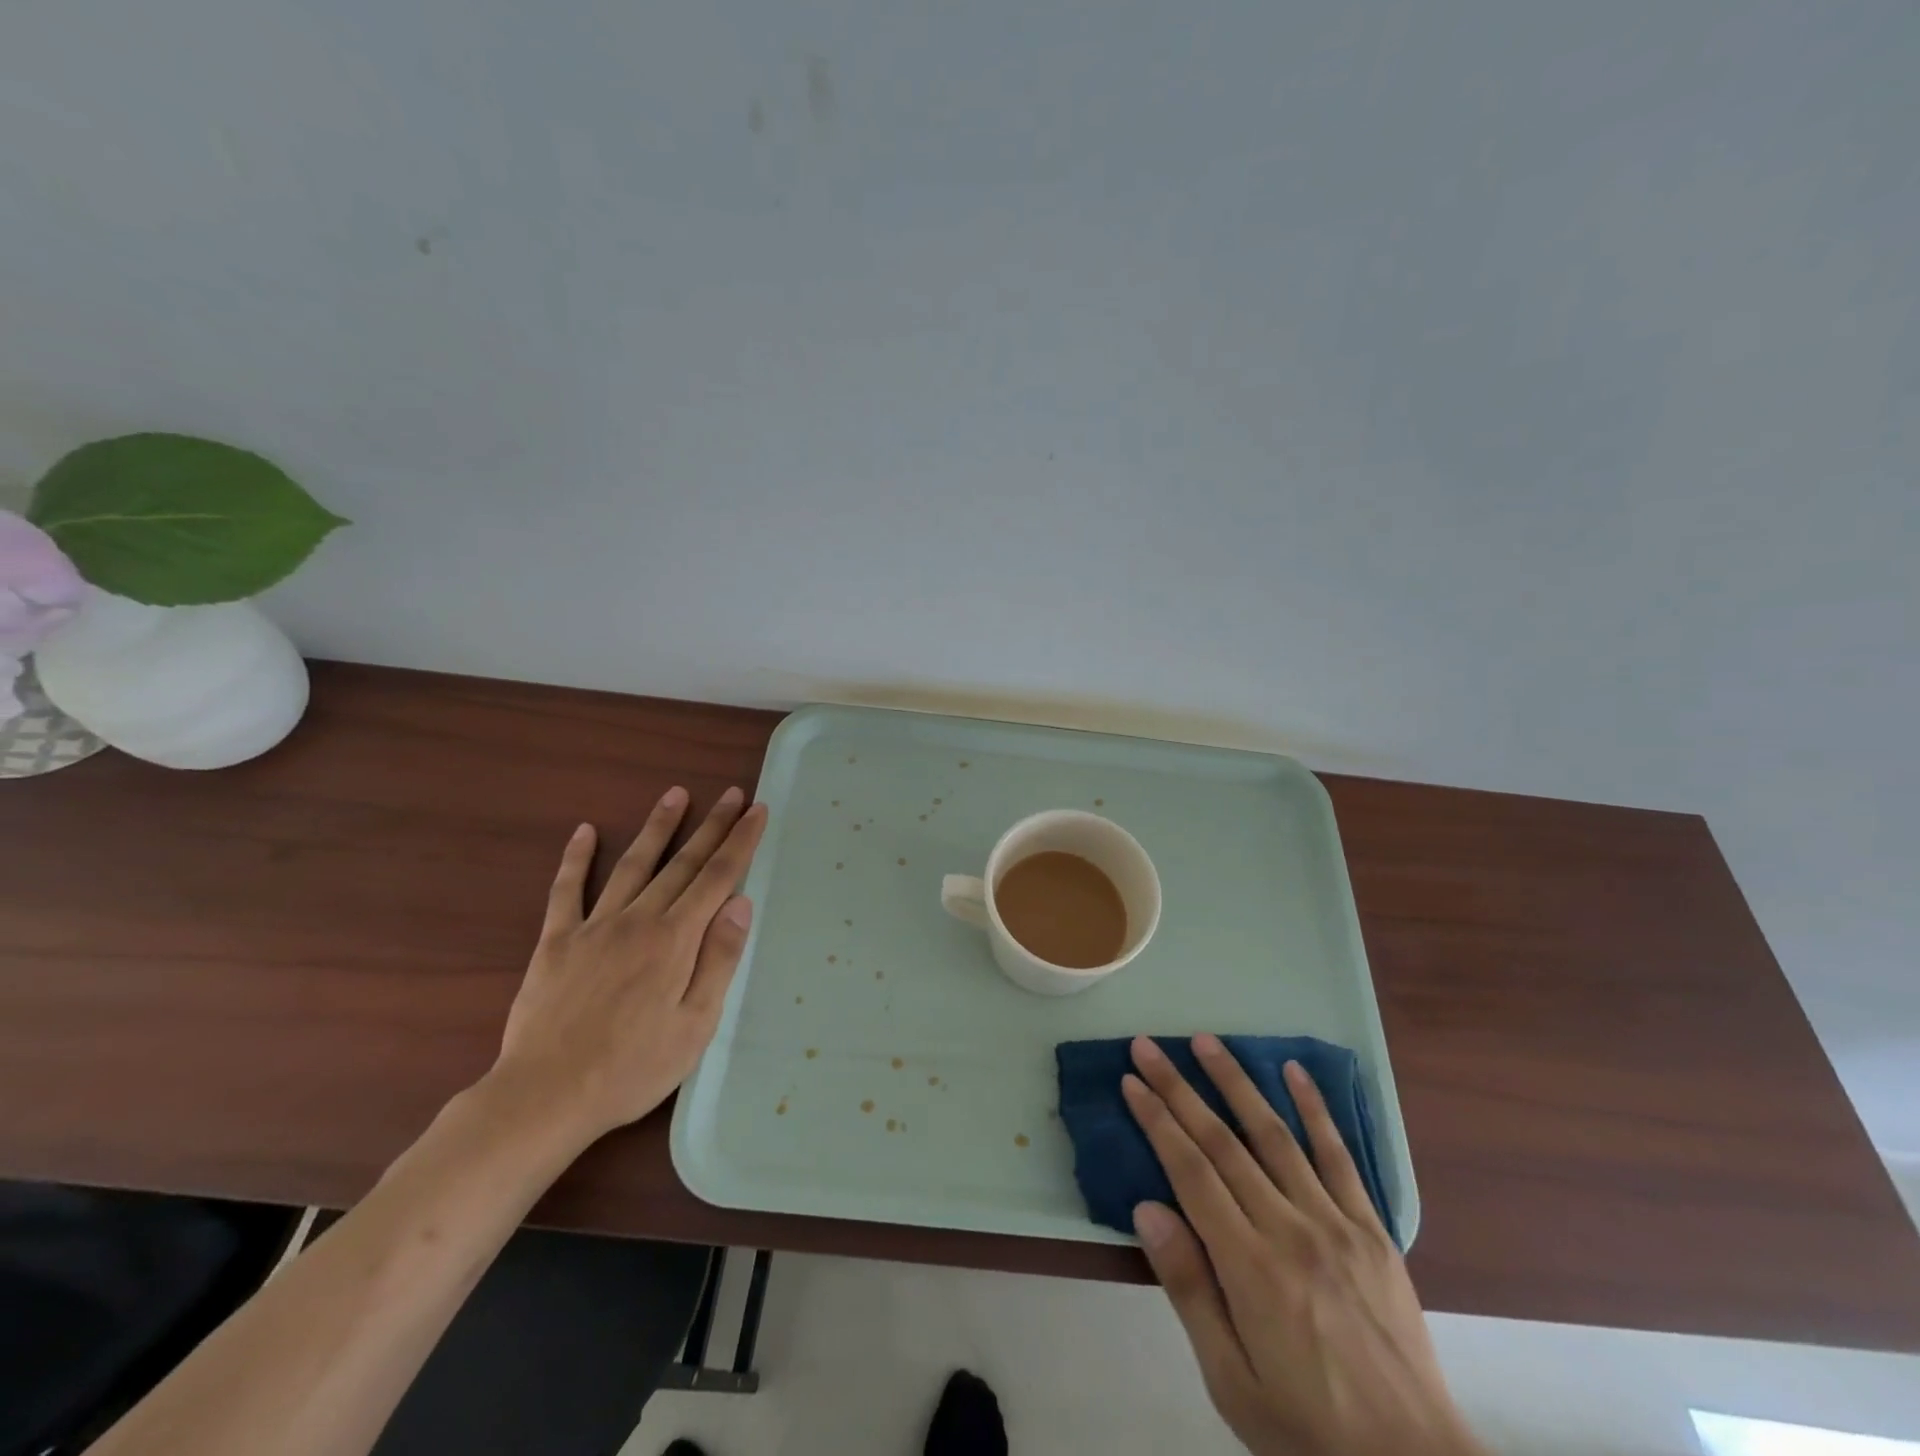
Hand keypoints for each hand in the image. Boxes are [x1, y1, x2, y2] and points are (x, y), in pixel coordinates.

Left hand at [487, 786, 768, 1144]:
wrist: (545, 1096)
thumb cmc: (633, 1068)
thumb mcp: (696, 1024)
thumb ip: (719, 958)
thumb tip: (740, 902)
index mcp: (676, 940)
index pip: (718, 878)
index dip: (740, 842)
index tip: (757, 811)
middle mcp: (639, 920)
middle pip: (683, 863)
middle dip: (711, 826)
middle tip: (731, 793)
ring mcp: (594, 927)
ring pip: (633, 865)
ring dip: (657, 828)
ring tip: (676, 794)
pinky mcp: (556, 942)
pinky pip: (567, 891)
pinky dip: (576, 859)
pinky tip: (585, 831)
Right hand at [1124, 1036, 1482, 1455]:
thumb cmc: (1305, 1429)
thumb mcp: (1230, 1381)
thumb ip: (1188, 1288)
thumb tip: (1147, 1208)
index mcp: (1249, 1266)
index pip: (1190, 1171)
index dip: (1157, 1121)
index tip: (1131, 1082)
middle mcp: (1289, 1228)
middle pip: (1222, 1142)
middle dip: (1179, 1088)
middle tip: (1148, 1045)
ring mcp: (1334, 1222)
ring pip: (1274, 1134)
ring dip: (1235, 1082)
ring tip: (1206, 1041)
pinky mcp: (1371, 1228)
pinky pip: (1339, 1156)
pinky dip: (1315, 1109)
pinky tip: (1294, 1071)